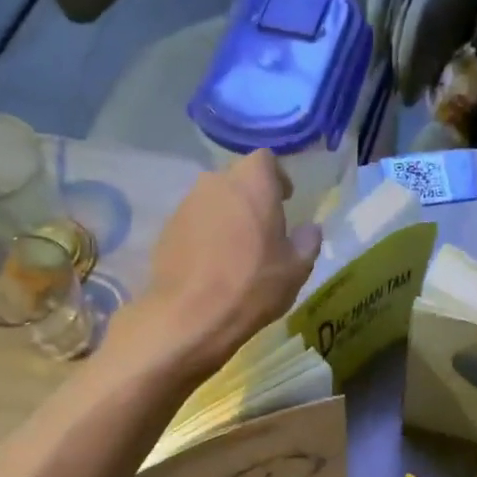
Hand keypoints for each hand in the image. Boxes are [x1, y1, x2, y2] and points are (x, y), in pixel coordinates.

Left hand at [118, 150, 321, 378]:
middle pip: (236, 180)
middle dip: (250, 198)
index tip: (285, 200)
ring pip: (213, 201)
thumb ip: (307, 242)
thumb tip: (309, 229)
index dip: (277, 177)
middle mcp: (215, 182)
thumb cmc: (252, 286)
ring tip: (236, 250)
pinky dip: (205, 235)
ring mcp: (186, 205)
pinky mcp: (166, 229)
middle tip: (262, 228)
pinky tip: (212, 265)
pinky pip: (193, 223)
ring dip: (226, 217)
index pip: (266, 160)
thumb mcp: (296, 269)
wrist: (191, 316)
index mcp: (252, 183)